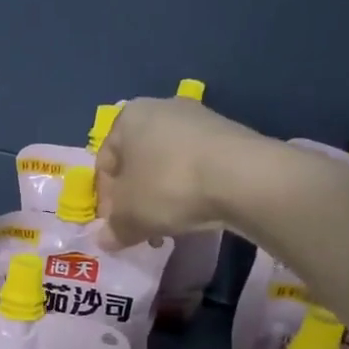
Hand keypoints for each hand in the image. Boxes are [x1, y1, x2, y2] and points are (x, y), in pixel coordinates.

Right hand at [95, 96, 259, 246]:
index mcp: (127, 118)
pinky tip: (196, 211)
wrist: (243, 177)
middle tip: (140, 227)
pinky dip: (191, 188)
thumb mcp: (129, 217)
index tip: (115, 225)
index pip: (104, 163)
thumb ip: (113, 229)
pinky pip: (197, 165)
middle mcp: (161, 108)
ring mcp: (199, 118)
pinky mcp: (229, 134)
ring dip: (162, 195)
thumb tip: (105, 240)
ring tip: (169, 224)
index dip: (105, 199)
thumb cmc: (168, 186)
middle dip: (135, 197)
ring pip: (167, 164)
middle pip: (138, 162)